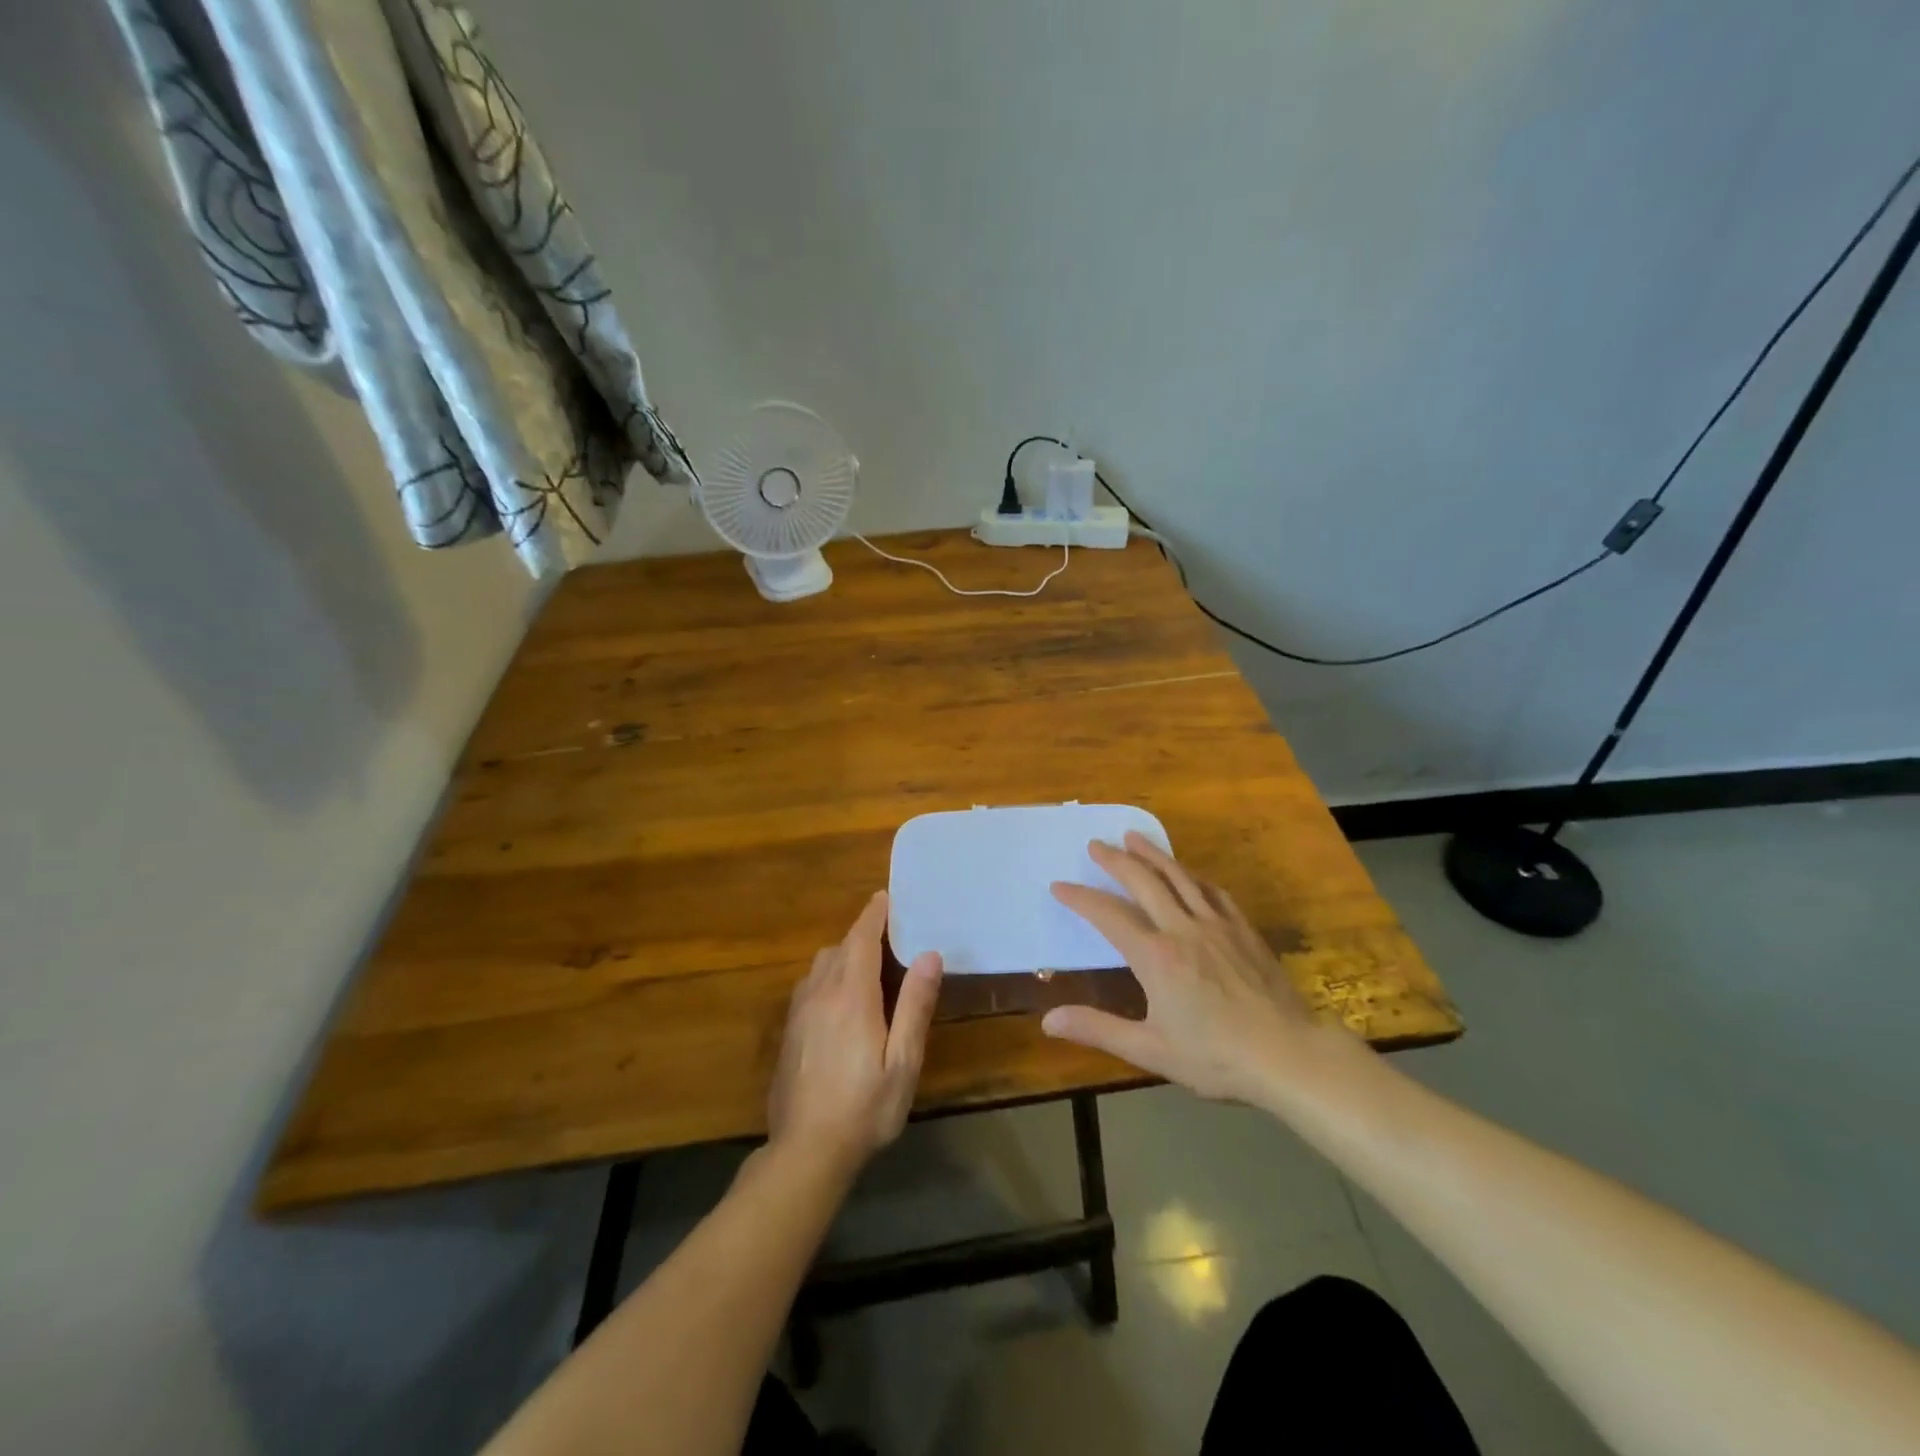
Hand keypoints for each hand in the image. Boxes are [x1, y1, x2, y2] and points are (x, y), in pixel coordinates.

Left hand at [767, 891, 942, 1176]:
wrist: (805, 1151)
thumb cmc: (865, 1107)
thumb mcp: (903, 1061)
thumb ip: (915, 1006)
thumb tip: (929, 954)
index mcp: (851, 996)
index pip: (861, 939)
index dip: (874, 915)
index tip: (886, 896)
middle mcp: (820, 994)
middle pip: (839, 948)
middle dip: (861, 935)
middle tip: (889, 936)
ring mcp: (799, 1013)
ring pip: (820, 966)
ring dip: (843, 955)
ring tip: (867, 967)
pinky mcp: (789, 1032)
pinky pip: (809, 986)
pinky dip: (827, 977)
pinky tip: (840, 1002)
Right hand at [1043, 833, 1335, 1103]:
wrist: (1290, 1055)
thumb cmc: (1216, 1058)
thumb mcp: (1150, 1050)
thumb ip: (1098, 1029)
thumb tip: (1048, 1020)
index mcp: (1155, 957)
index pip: (1108, 915)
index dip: (1081, 898)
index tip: (1059, 885)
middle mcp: (1182, 929)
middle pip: (1144, 881)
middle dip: (1115, 861)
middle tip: (1095, 844)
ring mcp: (1217, 925)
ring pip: (1179, 877)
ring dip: (1152, 854)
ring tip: (1133, 837)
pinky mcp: (1243, 930)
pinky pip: (1213, 891)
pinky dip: (1193, 875)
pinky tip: (1188, 872)